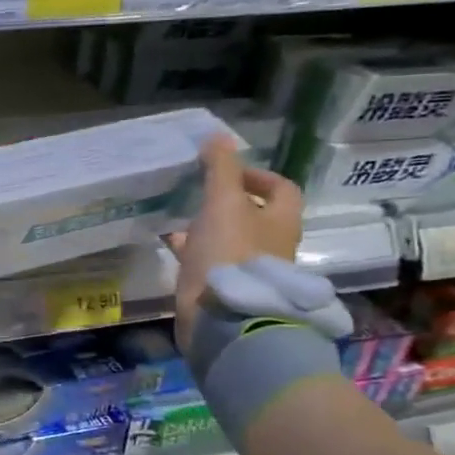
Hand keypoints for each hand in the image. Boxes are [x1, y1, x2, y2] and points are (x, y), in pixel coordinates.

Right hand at [166, 136, 304, 335]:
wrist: (224, 318)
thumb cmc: (230, 253)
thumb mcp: (223, 203)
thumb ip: (220, 169)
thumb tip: (218, 135)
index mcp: (281, 222)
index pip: (282, 189)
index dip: (257, 175)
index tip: (227, 171)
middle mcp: (272, 245)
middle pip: (256, 216)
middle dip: (229, 202)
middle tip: (200, 192)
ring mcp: (250, 270)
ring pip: (231, 239)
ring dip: (210, 227)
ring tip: (181, 216)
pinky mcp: (226, 290)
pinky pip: (212, 262)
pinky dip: (196, 251)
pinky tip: (173, 245)